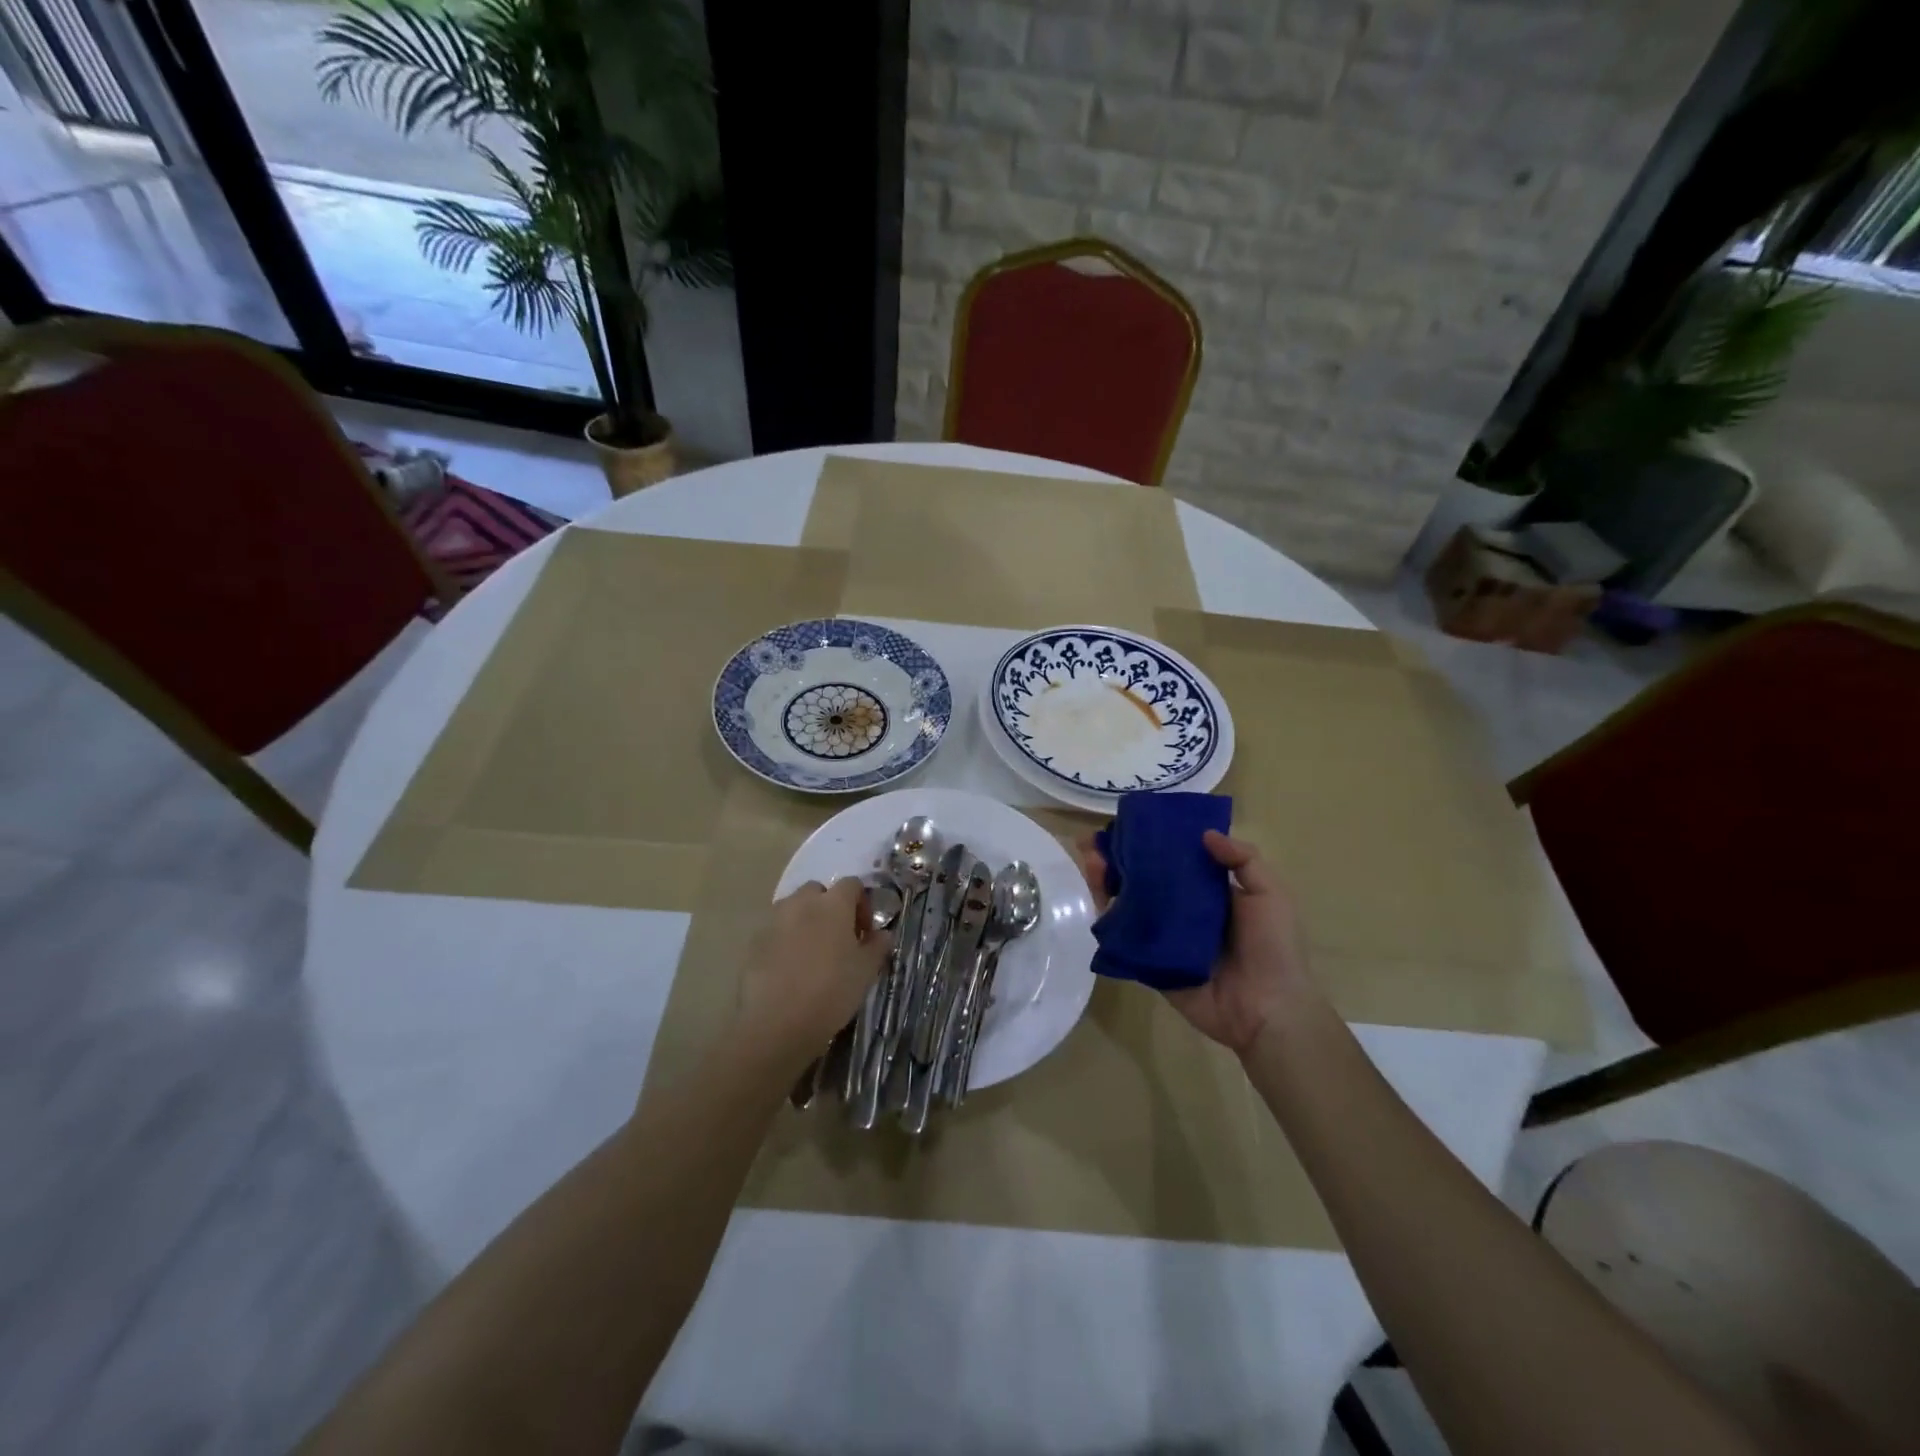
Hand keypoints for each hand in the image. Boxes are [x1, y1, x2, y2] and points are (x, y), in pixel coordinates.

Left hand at [738, 879, 891, 1072]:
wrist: (777, 1024)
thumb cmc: (831, 992)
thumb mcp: (866, 972)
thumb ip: (877, 946)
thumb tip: (882, 934)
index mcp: (833, 904)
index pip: (852, 884)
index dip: (861, 903)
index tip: (864, 931)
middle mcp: (802, 903)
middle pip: (818, 891)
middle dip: (829, 907)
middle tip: (838, 937)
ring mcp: (774, 921)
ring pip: (793, 908)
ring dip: (805, 920)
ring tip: (812, 951)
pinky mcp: (754, 942)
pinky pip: (775, 931)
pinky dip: (785, 940)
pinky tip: (790, 968)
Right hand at [1076, 829, 1313, 1056]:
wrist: (1267, 1009)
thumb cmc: (1272, 948)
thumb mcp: (1269, 894)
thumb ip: (1244, 859)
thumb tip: (1204, 834)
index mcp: (1208, 893)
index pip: (1173, 859)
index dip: (1150, 840)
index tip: (1127, 822)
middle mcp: (1181, 912)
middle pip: (1142, 878)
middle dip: (1116, 858)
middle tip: (1092, 841)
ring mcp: (1162, 937)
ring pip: (1126, 904)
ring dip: (1104, 881)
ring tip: (1090, 862)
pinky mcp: (1148, 963)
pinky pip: (1123, 939)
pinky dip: (1105, 918)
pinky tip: (1094, 898)